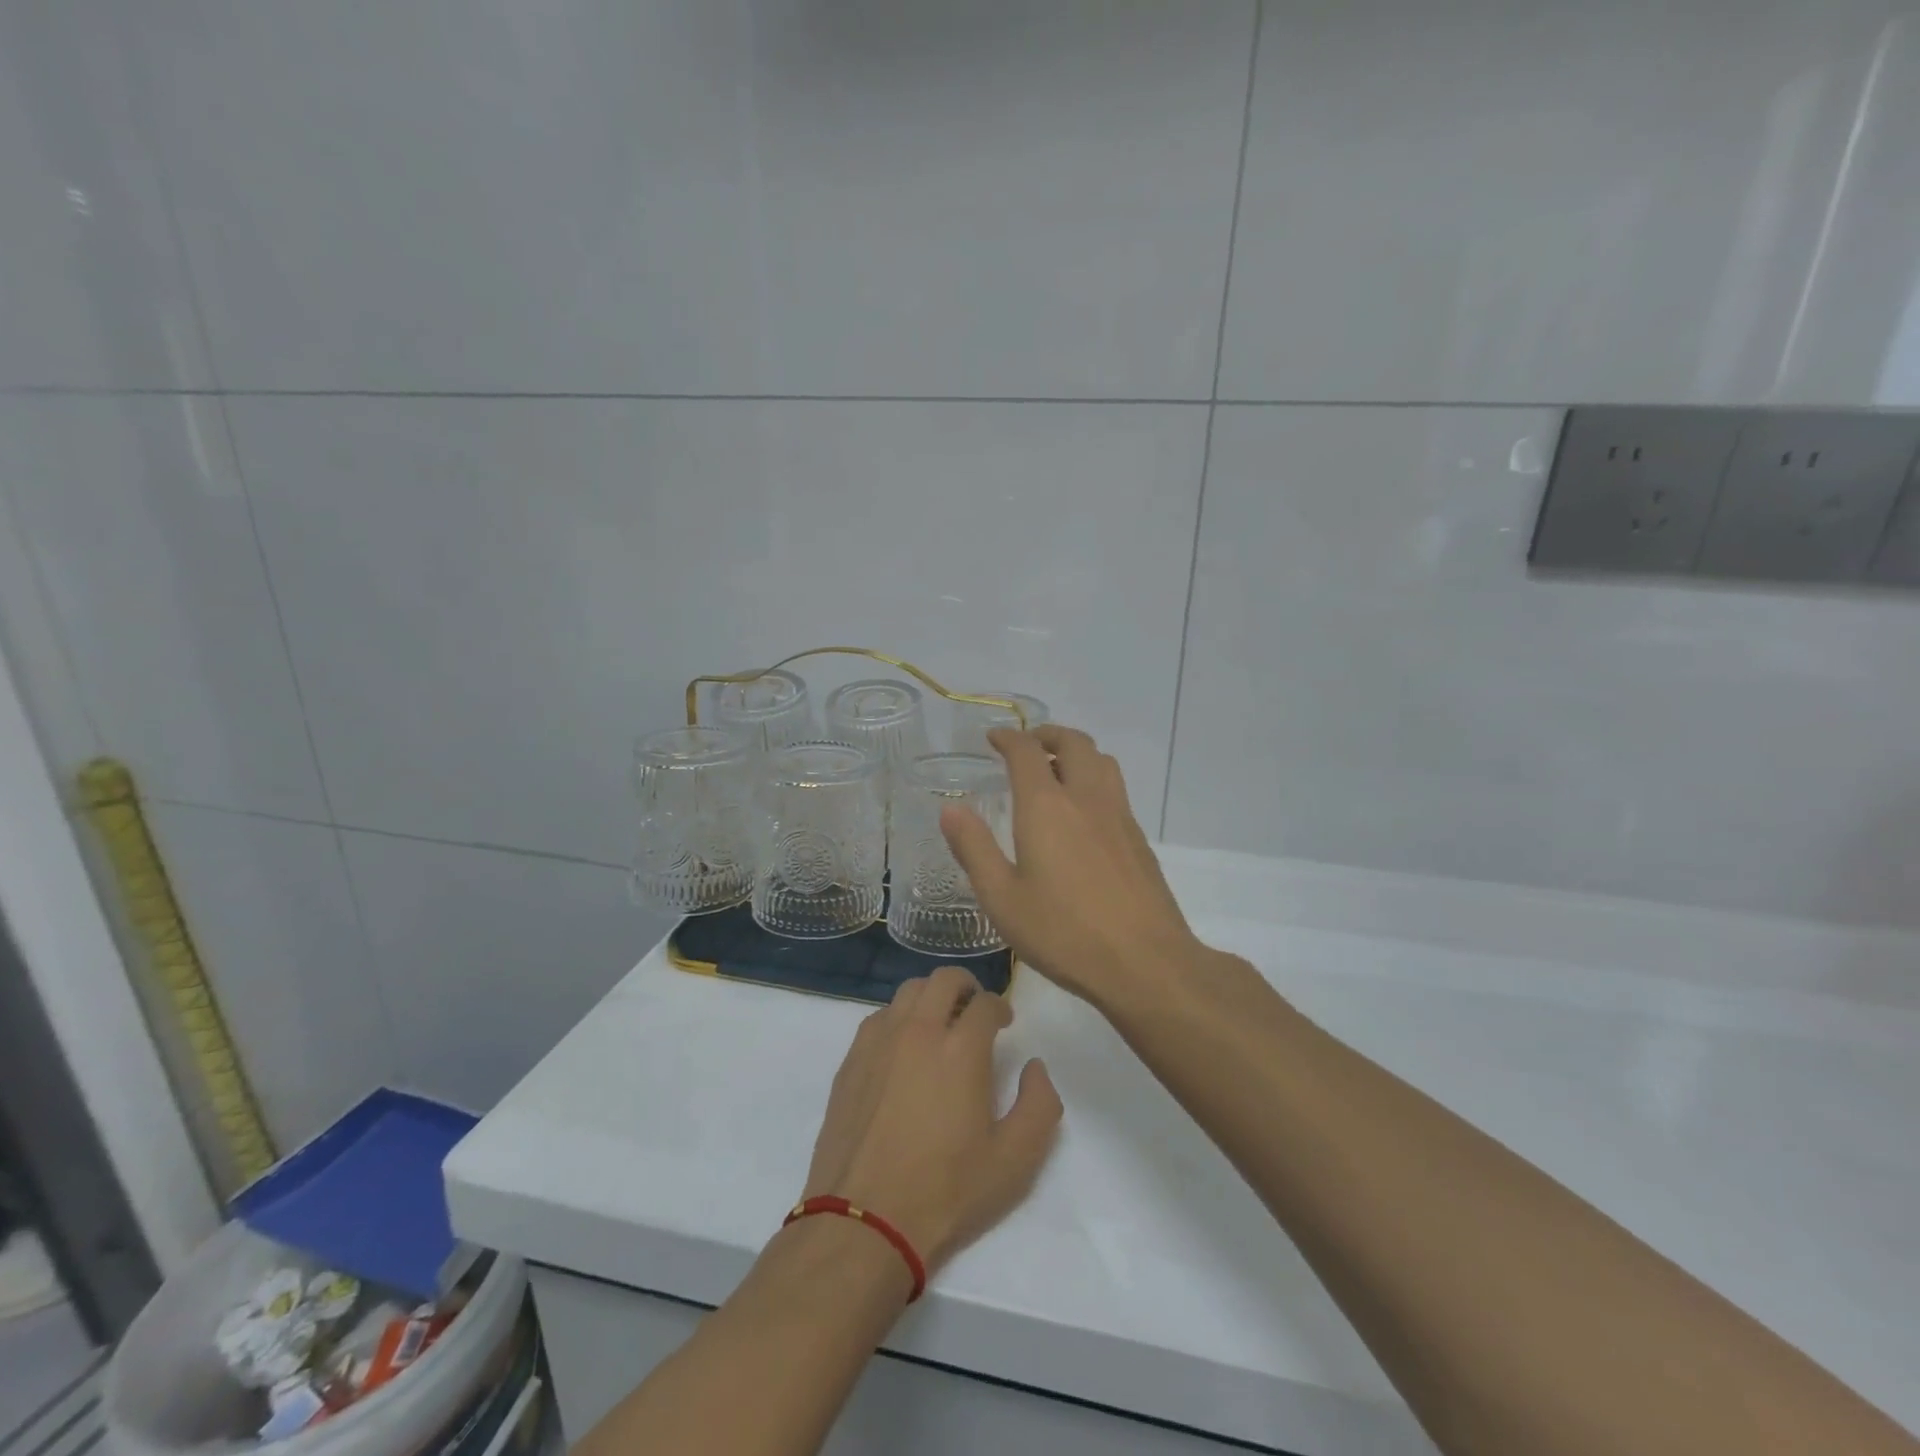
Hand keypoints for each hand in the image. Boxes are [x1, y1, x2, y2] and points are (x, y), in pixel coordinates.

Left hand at [802, 966, 1061, 1274]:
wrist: (864, 1220)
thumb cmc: (946, 1191)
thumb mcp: (1015, 1161)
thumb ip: (1040, 1105)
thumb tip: (1035, 1067)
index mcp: (962, 1048)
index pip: (987, 1002)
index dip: (1001, 1007)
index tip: (1005, 1022)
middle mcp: (919, 1030)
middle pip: (944, 979)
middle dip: (967, 986)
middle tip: (975, 1010)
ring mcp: (880, 1040)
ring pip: (909, 990)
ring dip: (931, 996)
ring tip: (940, 1022)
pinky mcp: (852, 1058)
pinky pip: (880, 1016)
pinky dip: (899, 1017)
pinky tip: (903, 1046)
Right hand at [940, 725, 1198, 1009]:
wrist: (1145, 962)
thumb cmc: (1063, 933)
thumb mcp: (1002, 898)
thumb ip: (974, 848)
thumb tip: (951, 809)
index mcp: (1046, 806)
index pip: (1027, 751)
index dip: (1009, 737)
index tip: (994, 738)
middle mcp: (1086, 798)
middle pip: (1073, 743)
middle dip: (1047, 734)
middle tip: (1028, 745)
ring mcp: (1119, 816)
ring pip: (1101, 761)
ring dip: (1077, 752)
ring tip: (1057, 769)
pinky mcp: (1139, 838)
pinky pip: (1116, 789)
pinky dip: (1095, 780)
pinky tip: (1084, 814)